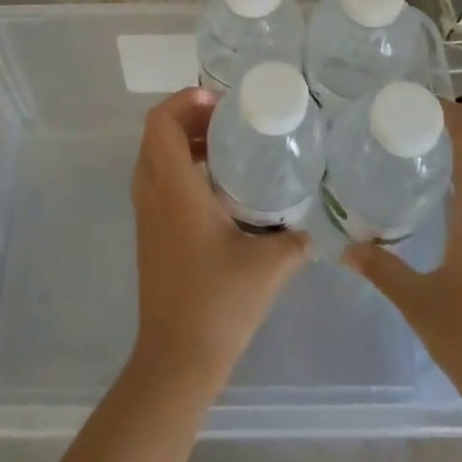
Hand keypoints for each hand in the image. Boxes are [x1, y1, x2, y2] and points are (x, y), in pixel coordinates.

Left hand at [129, 88, 308, 391]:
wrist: (175, 360)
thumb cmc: (218, 304)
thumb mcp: (268, 267)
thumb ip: (295, 240)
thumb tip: (315, 228)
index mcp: (173, 189)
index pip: (160, 123)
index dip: (184, 101)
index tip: (220, 104)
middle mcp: (152, 193)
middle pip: (156, 134)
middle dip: (188, 116)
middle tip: (228, 120)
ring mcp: (145, 214)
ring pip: (154, 157)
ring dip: (183, 141)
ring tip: (224, 145)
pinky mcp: (148, 233)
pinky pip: (156, 180)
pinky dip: (179, 166)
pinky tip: (216, 186)